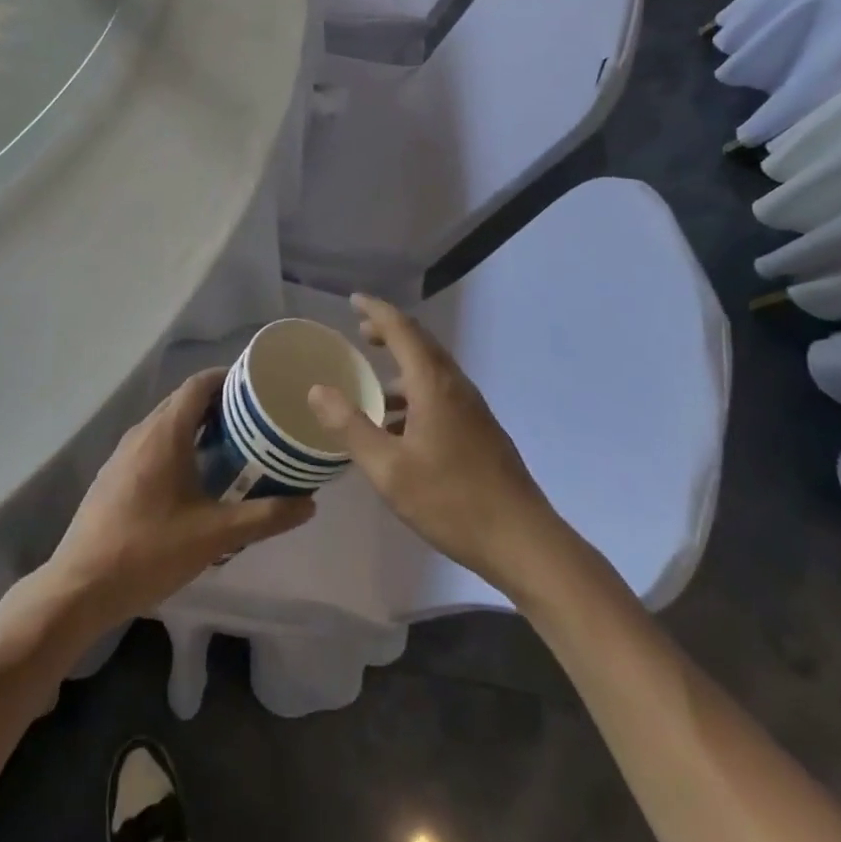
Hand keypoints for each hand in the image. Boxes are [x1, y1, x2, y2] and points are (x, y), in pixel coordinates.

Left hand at [44, 369, 313, 629]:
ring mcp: (122, 453)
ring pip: (165, 423)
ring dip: (196, 425)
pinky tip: (192, 478)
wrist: (79, 587)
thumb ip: (265, 517)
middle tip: (253, 418)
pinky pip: (151, 444)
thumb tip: (309, 504)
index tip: (256, 386)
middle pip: (183, 400)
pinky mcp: (112, 476)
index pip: (199, 384)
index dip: (227, 377)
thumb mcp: (215, 536)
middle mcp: (142, 432)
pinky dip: (176, 444)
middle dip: (217, 402)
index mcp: (166, 433)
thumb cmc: (149, 551)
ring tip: (229, 445)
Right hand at [308, 294, 558, 589]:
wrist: (523, 541)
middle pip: (420, 344)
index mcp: (433, 384)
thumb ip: (351, 427)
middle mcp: (455, 386)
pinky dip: (415, 393)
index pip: (402, 329)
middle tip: (360, 333)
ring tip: (373, 386)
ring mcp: (472, 408)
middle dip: (389, 333)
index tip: (353, 301)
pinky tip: (400, 428)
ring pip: (432, 371)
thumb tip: (317, 390)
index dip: (376, 310)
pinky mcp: (480, 430)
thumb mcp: (389, 470)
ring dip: (402, 366)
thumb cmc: (451, 501)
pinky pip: (441, 394)